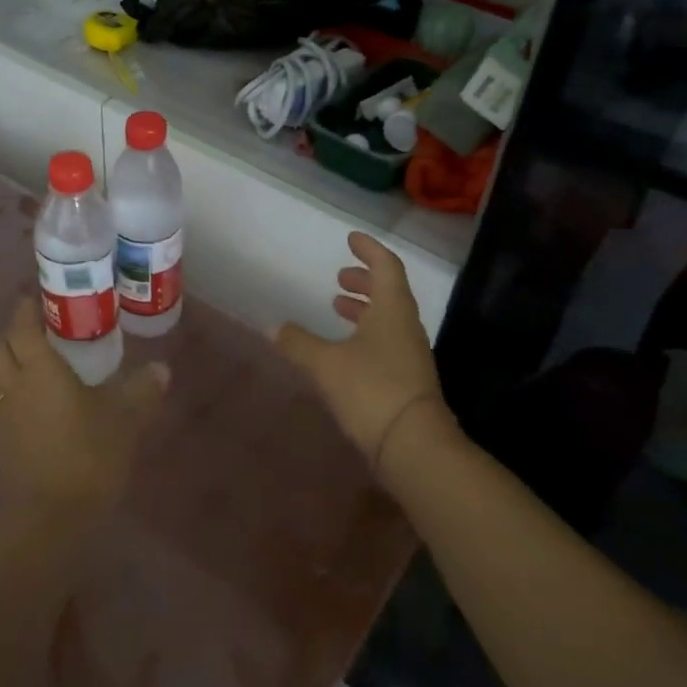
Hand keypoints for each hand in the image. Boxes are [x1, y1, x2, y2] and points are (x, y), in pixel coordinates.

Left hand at [0, 298, 169, 513]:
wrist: (48, 519)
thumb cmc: (88, 456)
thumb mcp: (126, 422)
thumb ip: (142, 392)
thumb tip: (161, 369)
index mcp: (40, 370)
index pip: (23, 328)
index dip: (25, 310)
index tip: (34, 299)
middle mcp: (14, 386)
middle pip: (1, 348)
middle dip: (14, 333)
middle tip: (38, 329)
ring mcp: (3, 417)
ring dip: (11, 365)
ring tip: (38, 367)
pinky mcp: (1, 445)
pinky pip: (2, 406)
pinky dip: (15, 396)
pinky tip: (37, 409)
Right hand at [273, 232, 452, 475]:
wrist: (414, 447)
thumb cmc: (371, 390)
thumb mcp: (325, 363)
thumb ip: (297, 342)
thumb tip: (271, 326)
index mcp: (393, 310)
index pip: (386, 266)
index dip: (369, 250)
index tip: (351, 239)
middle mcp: (406, 326)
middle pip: (389, 292)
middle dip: (364, 280)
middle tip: (340, 277)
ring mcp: (410, 355)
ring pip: (388, 318)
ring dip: (364, 308)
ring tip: (337, 307)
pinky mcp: (407, 380)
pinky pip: (386, 342)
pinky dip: (366, 334)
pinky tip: (344, 350)